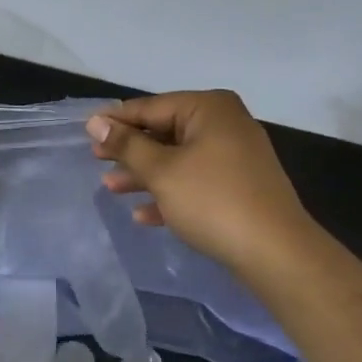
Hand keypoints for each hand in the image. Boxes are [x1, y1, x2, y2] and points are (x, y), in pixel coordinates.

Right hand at [87, 90, 312, 278]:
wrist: (276, 253)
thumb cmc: (213, 200)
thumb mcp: (161, 171)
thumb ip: (127, 145)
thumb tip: (96, 122)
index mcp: (208, 109)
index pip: (151, 107)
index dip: (116, 120)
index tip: (86, 132)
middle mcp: (225, 124)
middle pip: (164, 132)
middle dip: (130, 150)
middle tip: (96, 160)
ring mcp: (235, 156)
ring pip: (178, 159)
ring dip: (144, 174)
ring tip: (111, 188)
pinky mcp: (239, 187)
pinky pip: (195, 181)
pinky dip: (170, 193)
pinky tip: (143, 215)